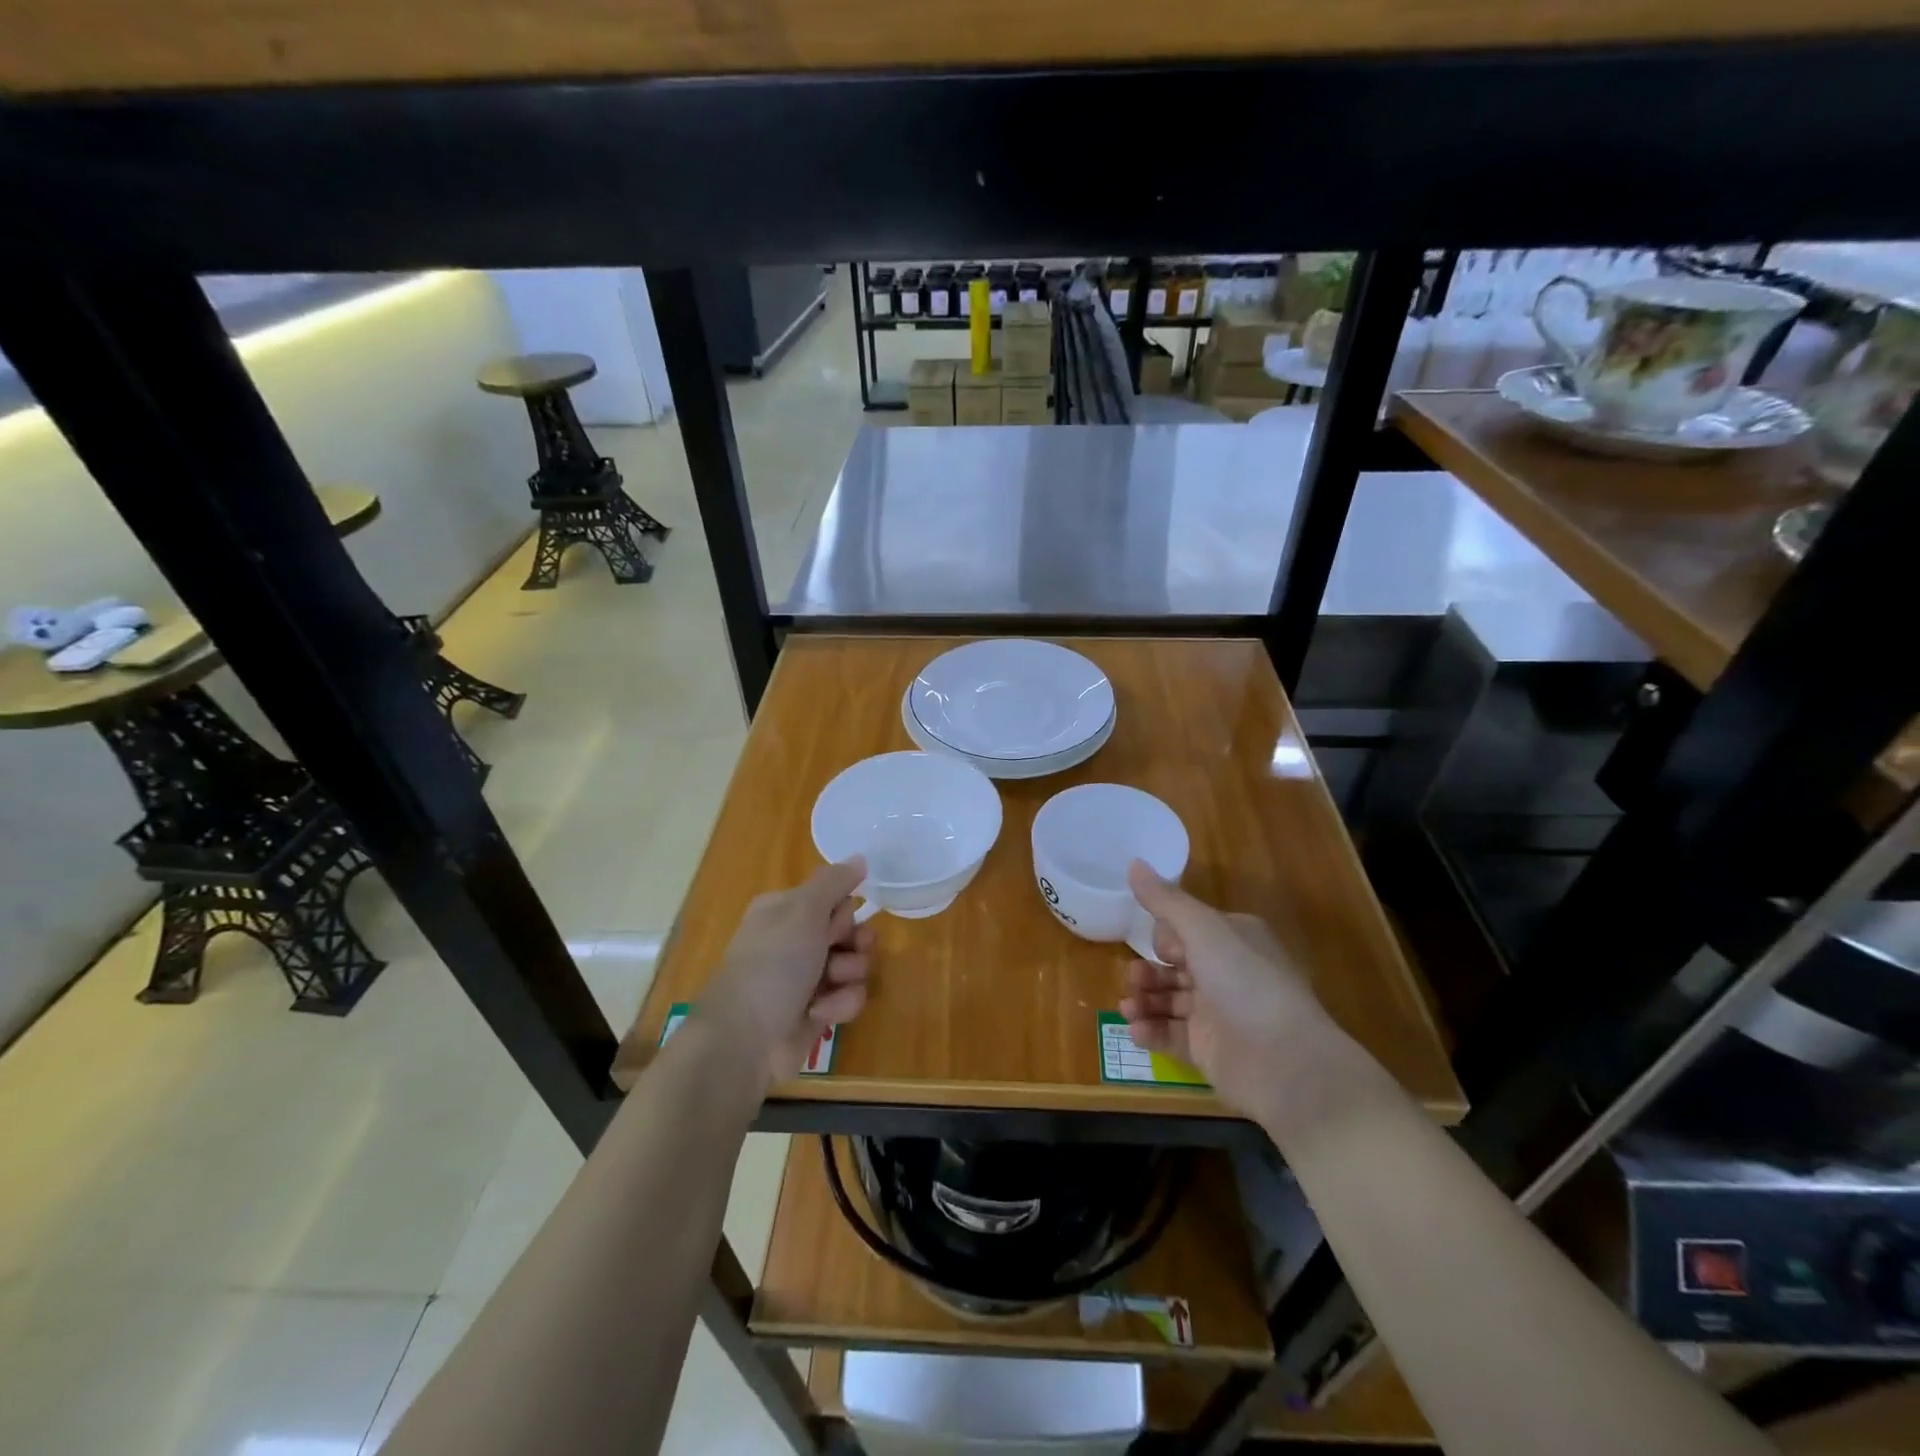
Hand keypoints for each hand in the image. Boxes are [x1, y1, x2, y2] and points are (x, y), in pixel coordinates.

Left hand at [696, 859, 874, 1093]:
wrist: (745, 1039)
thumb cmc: (773, 965)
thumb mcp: (804, 911)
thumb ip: (834, 882)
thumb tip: (860, 857)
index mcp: (785, 912)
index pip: (833, 898)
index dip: (843, 910)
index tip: (838, 921)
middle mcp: (795, 941)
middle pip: (849, 931)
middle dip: (855, 943)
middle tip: (846, 951)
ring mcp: (805, 978)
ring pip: (854, 965)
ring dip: (849, 976)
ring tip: (829, 987)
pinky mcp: (815, 1011)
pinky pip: (847, 998)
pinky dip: (839, 1005)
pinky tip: (819, 1014)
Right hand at [1119, 861, 1330, 1117]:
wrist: (1284, 1063)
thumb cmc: (1244, 982)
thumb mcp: (1203, 930)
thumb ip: (1165, 900)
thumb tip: (1134, 863)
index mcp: (1235, 940)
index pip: (1190, 930)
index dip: (1166, 937)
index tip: (1154, 945)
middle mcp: (1228, 974)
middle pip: (1176, 966)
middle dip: (1148, 971)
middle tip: (1132, 978)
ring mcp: (1219, 1014)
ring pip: (1170, 1000)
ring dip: (1145, 1000)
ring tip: (1128, 1007)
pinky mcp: (1209, 1050)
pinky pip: (1172, 1035)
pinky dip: (1151, 1031)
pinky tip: (1135, 1029)